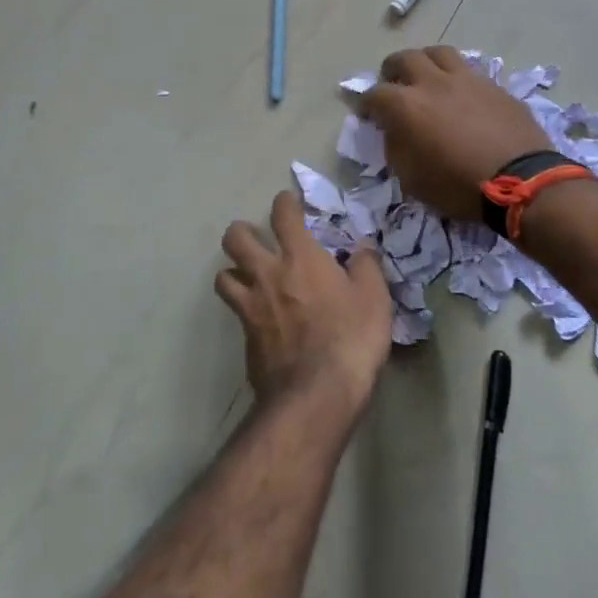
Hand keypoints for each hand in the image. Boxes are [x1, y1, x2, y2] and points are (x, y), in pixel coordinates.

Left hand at [217, 190, 392, 414]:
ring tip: (246, 276)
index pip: (283, 215)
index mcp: (301, 258)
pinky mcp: (245, 337)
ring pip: (224, 275)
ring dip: (233, 271)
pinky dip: (242, 308)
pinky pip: (234, 312)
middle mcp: (268, 275)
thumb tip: (362, 248)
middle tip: (255, 237)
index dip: (284, 203)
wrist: (315, 394)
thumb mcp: (374, 298)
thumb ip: (366, 267)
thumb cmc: (350, 338)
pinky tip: (257, 317)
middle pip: (236, 239)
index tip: (289, 203)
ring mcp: (251, 307)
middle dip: (241, 231)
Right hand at [359, 47, 552, 222]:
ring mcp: (467, 79)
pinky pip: (469, 71)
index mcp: (406, 105)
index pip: (374, 94)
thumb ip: (396, 148)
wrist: (522, 182)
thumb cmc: (458, 186)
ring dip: (426, 62)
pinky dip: (457, 78)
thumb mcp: (412, 179)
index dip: (366, 103)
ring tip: (427, 77)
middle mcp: (433, 82)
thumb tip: (394, 131)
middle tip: (393, 84)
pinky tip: (461, 94)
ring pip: (439, 53)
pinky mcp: (494, 86)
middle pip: (405, 58)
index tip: (367, 113)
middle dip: (392, 70)